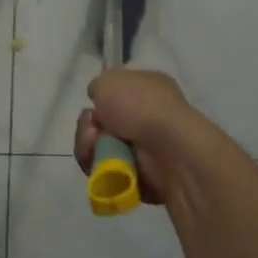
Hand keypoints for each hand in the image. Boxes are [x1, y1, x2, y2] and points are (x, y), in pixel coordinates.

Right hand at [73, 68, 205, 206]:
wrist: (169, 148)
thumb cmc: (141, 106)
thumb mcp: (109, 81)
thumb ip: (98, 86)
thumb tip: (99, 99)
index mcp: (147, 88)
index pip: (115, 94)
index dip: (99, 101)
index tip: (93, 106)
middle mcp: (147, 117)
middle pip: (101, 125)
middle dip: (88, 129)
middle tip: (92, 131)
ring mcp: (146, 148)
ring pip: (100, 150)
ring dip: (90, 149)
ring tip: (95, 150)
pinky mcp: (141, 176)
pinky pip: (108, 174)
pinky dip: (101, 171)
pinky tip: (104, 167)